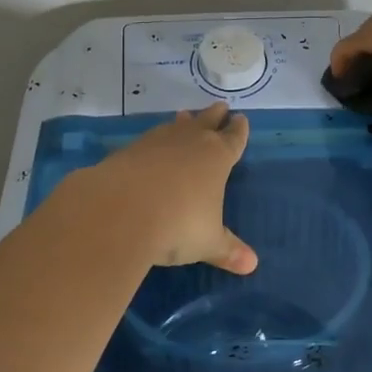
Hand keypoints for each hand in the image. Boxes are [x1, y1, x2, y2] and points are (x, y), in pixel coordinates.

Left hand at [82, 104, 257, 272]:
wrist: (120, 210)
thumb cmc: (178, 224)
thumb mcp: (207, 242)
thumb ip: (228, 250)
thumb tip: (251, 265)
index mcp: (217, 157)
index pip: (233, 139)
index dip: (239, 130)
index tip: (241, 119)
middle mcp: (189, 142)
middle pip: (206, 121)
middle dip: (214, 115)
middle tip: (220, 106)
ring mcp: (156, 143)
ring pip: (175, 126)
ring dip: (183, 122)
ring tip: (185, 115)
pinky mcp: (128, 150)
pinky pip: (149, 140)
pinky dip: (154, 141)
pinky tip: (151, 146)